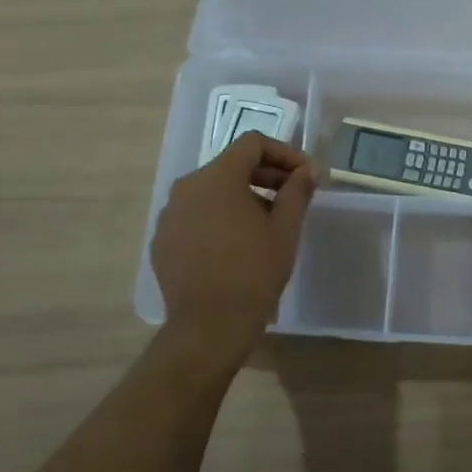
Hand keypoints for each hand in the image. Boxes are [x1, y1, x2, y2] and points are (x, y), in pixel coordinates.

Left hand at [152, 132, 317, 367]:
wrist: (209, 327)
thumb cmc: (253, 271)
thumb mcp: (285, 228)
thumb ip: (297, 190)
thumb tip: (309, 169)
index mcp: (217, 177)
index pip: (252, 144)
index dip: (284, 153)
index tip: (305, 175)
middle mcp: (186, 187)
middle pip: (231, 165)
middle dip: (265, 175)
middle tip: (293, 196)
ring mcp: (170, 215)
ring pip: (212, 191)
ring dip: (243, 196)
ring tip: (267, 222)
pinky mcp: (163, 241)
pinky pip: (196, 215)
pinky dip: (219, 218)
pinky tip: (237, 244)